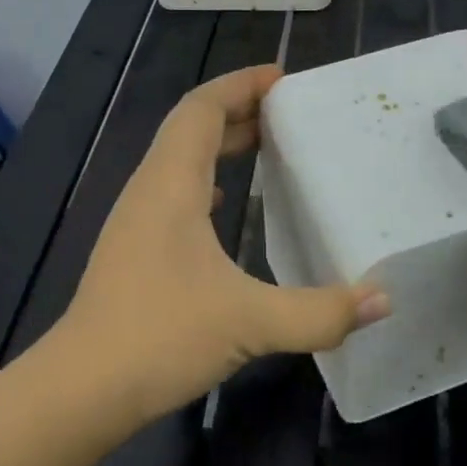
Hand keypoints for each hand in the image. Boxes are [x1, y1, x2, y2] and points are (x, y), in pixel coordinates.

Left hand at [52, 64, 389, 427]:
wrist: (82, 388)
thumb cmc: (161, 337)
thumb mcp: (250, 322)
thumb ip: (321, 312)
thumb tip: (384, 299)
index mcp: (172, 183)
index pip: (202, 108)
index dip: (240, 84)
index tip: (282, 77)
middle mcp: (150, 188)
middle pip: (191, 126)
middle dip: (238, 108)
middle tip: (287, 110)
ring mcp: (136, 217)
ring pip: (180, 157)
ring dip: (220, 142)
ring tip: (266, 144)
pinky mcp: (133, 246)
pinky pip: (173, 188)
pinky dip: (205, 177)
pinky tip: (224, 201)